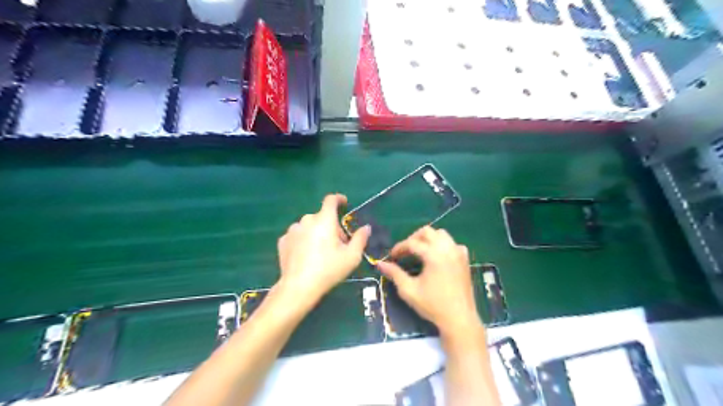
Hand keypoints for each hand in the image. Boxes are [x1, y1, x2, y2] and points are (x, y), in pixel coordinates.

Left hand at [275, 195, 368, 304]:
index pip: (331, 200)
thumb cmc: (328, 270)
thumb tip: (366, 227)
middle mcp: (307, 220)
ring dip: (316, 233)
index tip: (344, 203)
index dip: (339, 199)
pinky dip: (303, 241)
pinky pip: (297, 236)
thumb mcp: (352, 256)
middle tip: (337, 245)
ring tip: (320, 252)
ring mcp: (292, 230)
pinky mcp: (283, 241)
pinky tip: (306, 256)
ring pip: (309, 226)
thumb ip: (360, 238)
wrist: (298, 287)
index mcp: (324, 220)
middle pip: (322, 217)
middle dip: (331, 226)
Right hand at [379, 227, 478, 337]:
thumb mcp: (409, 290)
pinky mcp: (465, 259)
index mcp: (434, 255)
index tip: (391, 256)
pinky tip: (437, 257)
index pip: (412, 243)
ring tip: (420, 252)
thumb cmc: (433, 305)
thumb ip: (394, 274)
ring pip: (441, 234)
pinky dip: (443, 245)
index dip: (399, 248)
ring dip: (428, 239)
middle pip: (427, 232)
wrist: (459, 319)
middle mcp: (447, 249)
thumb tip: (380, 264)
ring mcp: (458, 253)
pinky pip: (452, 243)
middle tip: (405, 251)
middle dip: (413, 238)